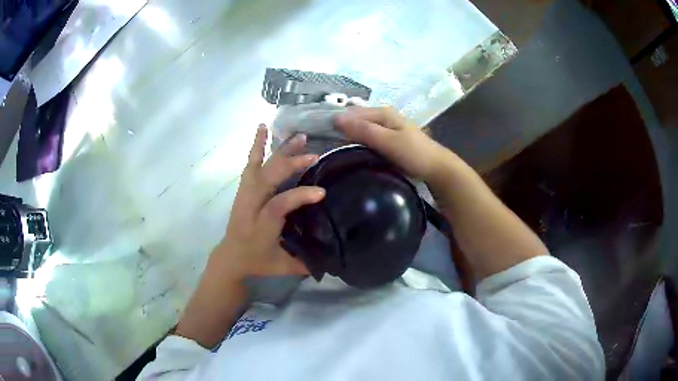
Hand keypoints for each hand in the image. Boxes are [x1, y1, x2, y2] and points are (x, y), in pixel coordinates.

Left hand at [212, 125, 325, 279]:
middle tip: (314, 155)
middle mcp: (251, 205)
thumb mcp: (283, 267)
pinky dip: (257, 144)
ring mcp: (245, 194)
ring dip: (280, 150)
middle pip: (268, 178)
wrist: (230, 257)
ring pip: (261, 166)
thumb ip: (306, 262)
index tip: (322, 192)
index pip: (279, 205)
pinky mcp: (244, 189)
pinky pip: (250, 163)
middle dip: (291, 164)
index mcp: (261, 226)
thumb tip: (335, 254)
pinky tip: (263, 127)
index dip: (299, 196)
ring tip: (299, 136)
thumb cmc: (257, 262)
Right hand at [334, 107, 450, 182]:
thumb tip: (336, 118)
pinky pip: (367, 138)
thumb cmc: (413, 153)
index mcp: (382, 112)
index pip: (351, 112)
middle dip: (340, 129)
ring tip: (332, 150)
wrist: (436, 168)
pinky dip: (358, 143)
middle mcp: (382, 116)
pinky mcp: (388, 140)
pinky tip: (350, 152)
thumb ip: (363, 130)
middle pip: (355, 119)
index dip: (335, 121)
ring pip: (360, 129)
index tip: (319, 135)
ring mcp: (386, 128)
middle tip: (323, 145)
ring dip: (348, 137)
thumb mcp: (387, 141)